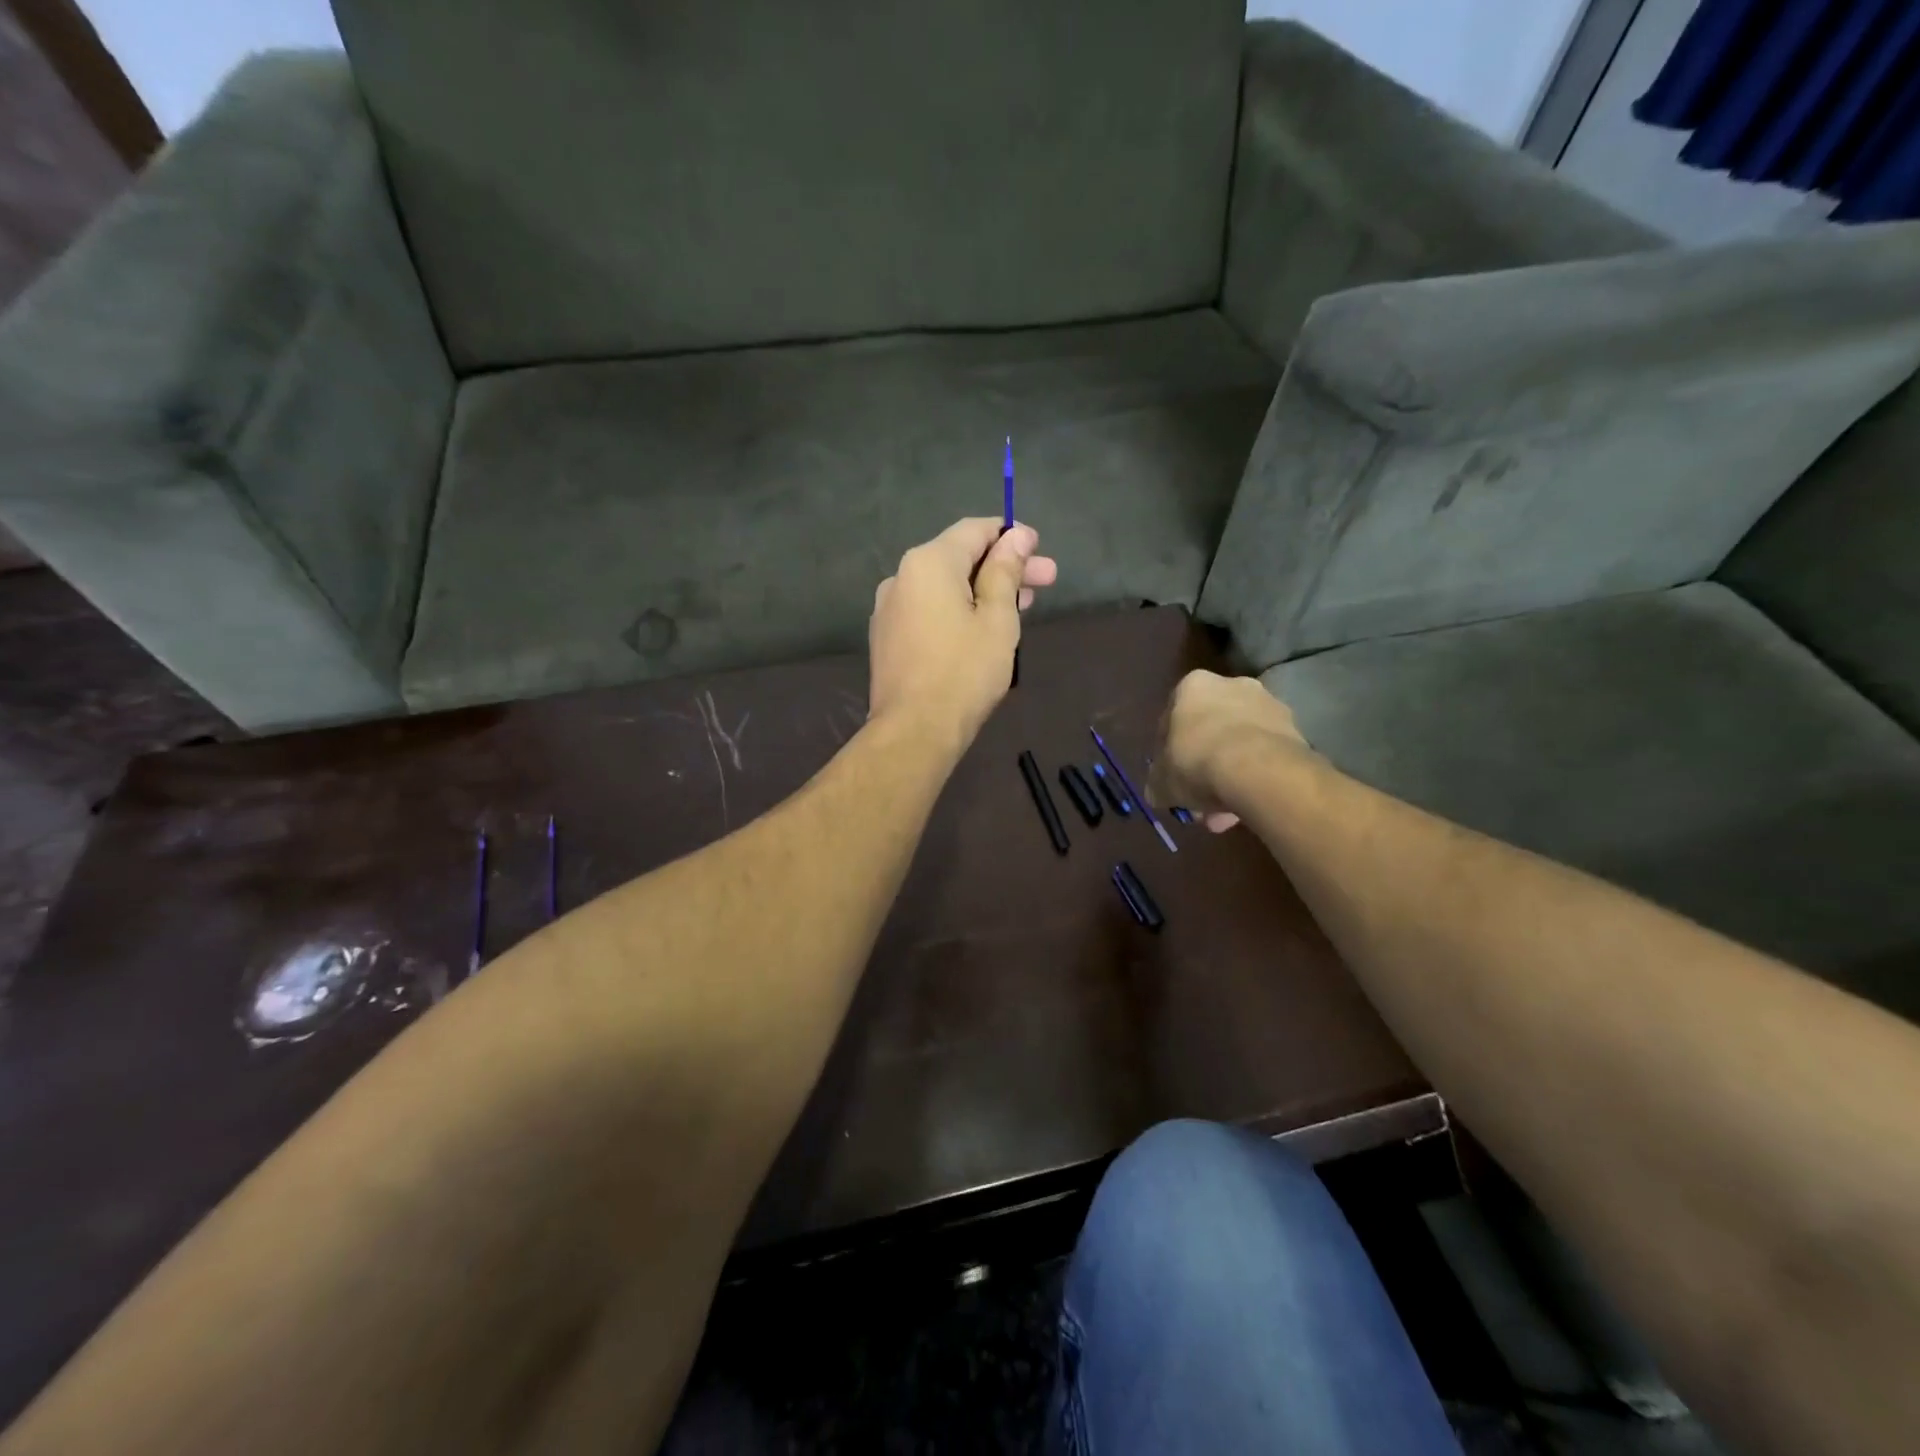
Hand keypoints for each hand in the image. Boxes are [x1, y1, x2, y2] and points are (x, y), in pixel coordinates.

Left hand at [868, 518, 1057, 750]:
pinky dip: (958, 610)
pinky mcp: (887, 637)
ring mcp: (889, 608)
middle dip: (1004, 567)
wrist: (914, 731)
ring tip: (1021, 607)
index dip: (1011, 535)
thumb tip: (1014, 537)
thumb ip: (1005, 572)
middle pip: (960, 559)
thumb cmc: (964, 672)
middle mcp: (901, 576)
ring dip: (983, 591)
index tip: (1039, 550)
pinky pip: (929, 610)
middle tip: (1046, 580)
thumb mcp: (997, 619)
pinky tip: (983, 628)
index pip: (974, 530)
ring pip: (945, 587)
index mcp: (928, 563)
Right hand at [1148, 671, 1313, 832]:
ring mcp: (1268, 705)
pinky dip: (1255, 778)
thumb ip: (1157, 783)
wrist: (1258, 770)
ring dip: (1230, 777)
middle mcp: (1232, 684)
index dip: (1168, 751)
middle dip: (1203, 768)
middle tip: (1198, 802)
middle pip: (1210, 730)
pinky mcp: (1295, 729)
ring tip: (1224, 816)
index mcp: (1193, 686)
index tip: (1170, 776)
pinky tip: (1247, 807)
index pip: (1172, 717)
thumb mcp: (1161, 781)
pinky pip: (1265, 756)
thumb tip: (1158, 792)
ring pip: (1239, 745)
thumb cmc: (1196, 762)